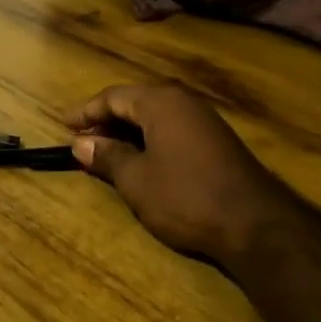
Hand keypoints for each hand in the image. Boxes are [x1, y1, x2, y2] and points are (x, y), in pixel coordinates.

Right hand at [63, 84, 298, 267]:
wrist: (256, 224)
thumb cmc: (186, 196)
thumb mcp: (136, 179)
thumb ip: (107, 157)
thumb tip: (81, 143)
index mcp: (161, 102)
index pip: (114, 96)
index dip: (86, 111)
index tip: (64, 125)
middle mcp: (184, 102)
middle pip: (136, 102)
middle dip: (106, 120)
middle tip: (82, 140)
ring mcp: (205, 121)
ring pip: (156, 117)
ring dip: (128, 132)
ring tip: (106, 152)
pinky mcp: (218, 142)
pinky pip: (173, 130)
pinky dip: (150, 140)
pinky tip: (142, 161)